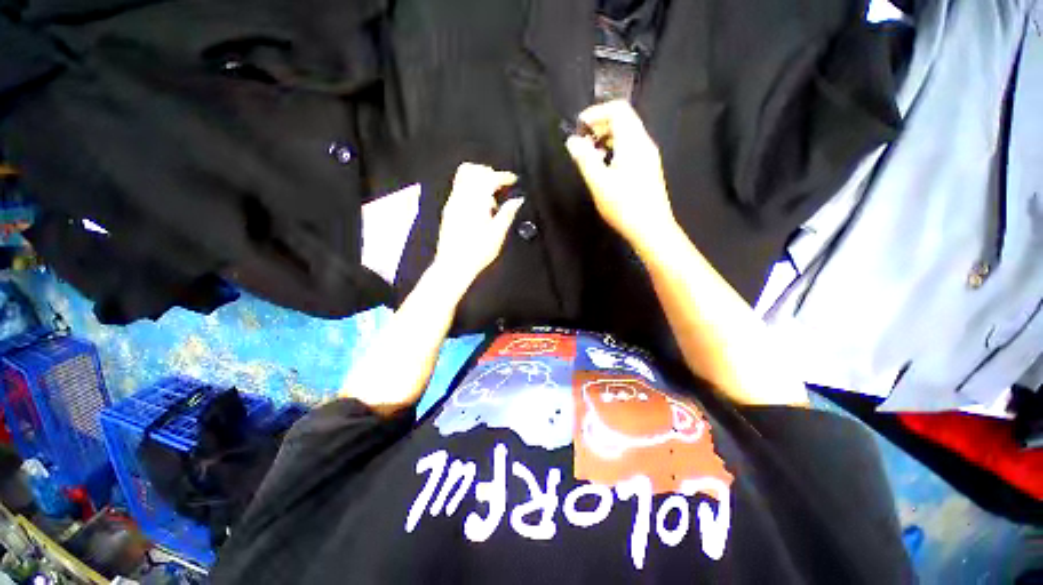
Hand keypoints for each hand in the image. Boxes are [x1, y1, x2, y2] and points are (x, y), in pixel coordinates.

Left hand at [432, 162, 524, 286]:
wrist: (454, 265)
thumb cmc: (476, 253)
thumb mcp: (498, 234)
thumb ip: (507, 213)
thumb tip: (517, 200)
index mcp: (475, 203)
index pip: (489, 178)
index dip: (503, 176)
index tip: (513, 180)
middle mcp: (460, 199)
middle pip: (472, 170)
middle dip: (489, 172)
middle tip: (502, 185)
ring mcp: (452, 204)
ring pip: (463, 178)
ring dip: (479, 180)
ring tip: (492, 198)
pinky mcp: (449, 211)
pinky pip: (459, 190)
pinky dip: (471, 190)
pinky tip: (481, 207)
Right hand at [565, 101, 677, 248]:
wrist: (651, 229)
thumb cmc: (624, 206)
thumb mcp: (599, 183)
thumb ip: (584, 159)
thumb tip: (572, 141)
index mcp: (633, 142)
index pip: (618, 109)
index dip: (596, 112)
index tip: (579, 127)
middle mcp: (644, 143)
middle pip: (624, 119)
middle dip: (600, 125)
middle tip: (582, 142)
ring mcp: (648, 156)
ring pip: (627, 134)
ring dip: (606, 138)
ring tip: (590, 155)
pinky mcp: (648, 169)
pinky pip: (631, 148)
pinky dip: (615, 149)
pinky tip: (604, 167)